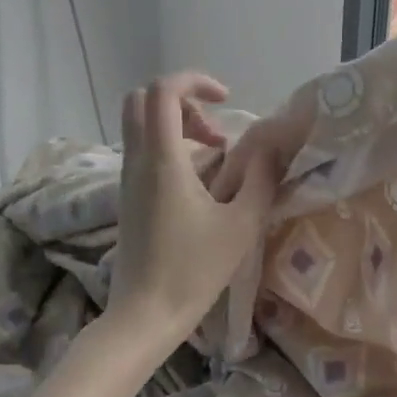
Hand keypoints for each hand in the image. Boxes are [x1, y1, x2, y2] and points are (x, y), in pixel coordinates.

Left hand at [109, 72, 279, 344]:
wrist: (144, 315)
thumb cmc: (194, 270)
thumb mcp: (241, 225)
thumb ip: (260, 178)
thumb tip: (269, 146)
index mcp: (163, 160)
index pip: (162, 91)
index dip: (194, 81)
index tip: (226, 99)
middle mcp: (137, 161)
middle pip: (142, 100)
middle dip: (182, 100)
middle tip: (215, 130)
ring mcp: (127, 179)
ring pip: (140, 125)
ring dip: (177, 124)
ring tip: (216, 156)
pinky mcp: (127, 197)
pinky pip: (142, 150)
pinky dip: (169, 146)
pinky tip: (199, 181)